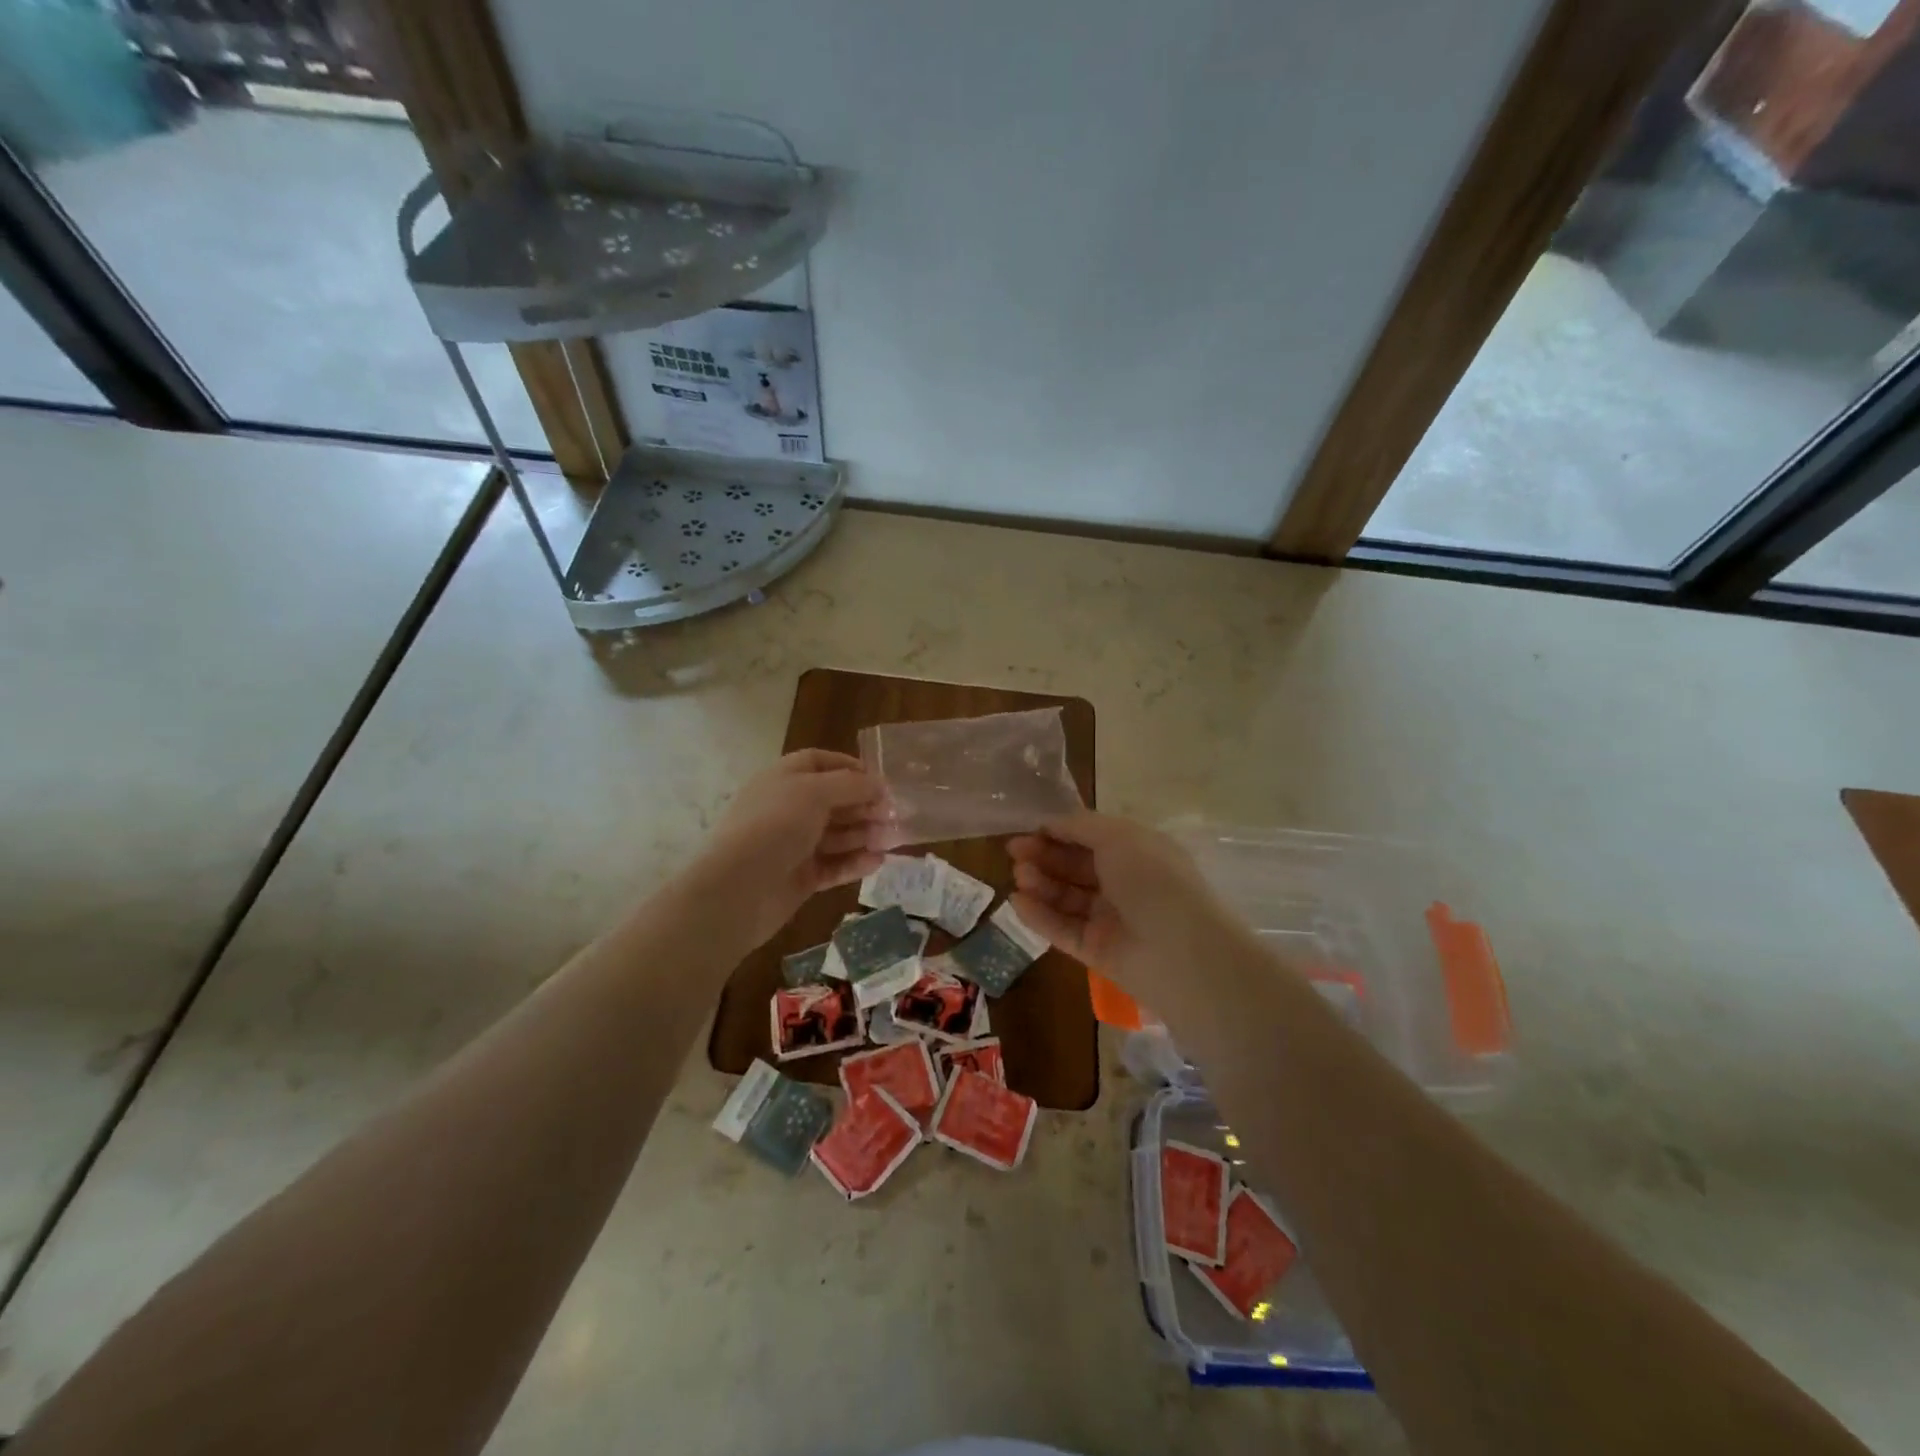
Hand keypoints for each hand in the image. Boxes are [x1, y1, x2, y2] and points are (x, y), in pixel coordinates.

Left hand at [682, 750, 891, 945]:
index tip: (879, 780)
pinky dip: (855, 862)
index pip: (819, 763)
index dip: (849, 767)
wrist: (736, 889)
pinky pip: (834, 865)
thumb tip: (878, 784)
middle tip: (894, 815)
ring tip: (892, 840)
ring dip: (865, 834)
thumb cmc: (775, 826)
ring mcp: (793, 845)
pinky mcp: (800, 877)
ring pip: (837, 835)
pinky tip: (877, 862)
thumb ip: (851, 785)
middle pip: (834, 800)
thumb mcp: (814, 792)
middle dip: (865, 805)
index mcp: (784, 779)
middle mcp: (788, 808)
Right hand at [1008, 812, 1246, 988]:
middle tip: (1014, 852)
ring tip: (1018, 876)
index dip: (1059, 832)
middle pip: (1075, 867)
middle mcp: (1124, 883)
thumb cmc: (1152, 879)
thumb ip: (1080, 826)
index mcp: (1137, 852)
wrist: (1180, 951)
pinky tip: (1017, 902)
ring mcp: (1110, 919)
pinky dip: (1040, 916)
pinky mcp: (1097, 951)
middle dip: (1044, 856)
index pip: (1091, 838)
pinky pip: (1063, 929)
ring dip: (1040, 884)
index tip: (1029, 830)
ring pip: (1067, 898)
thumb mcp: (1118, 836)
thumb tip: (1051, 823)